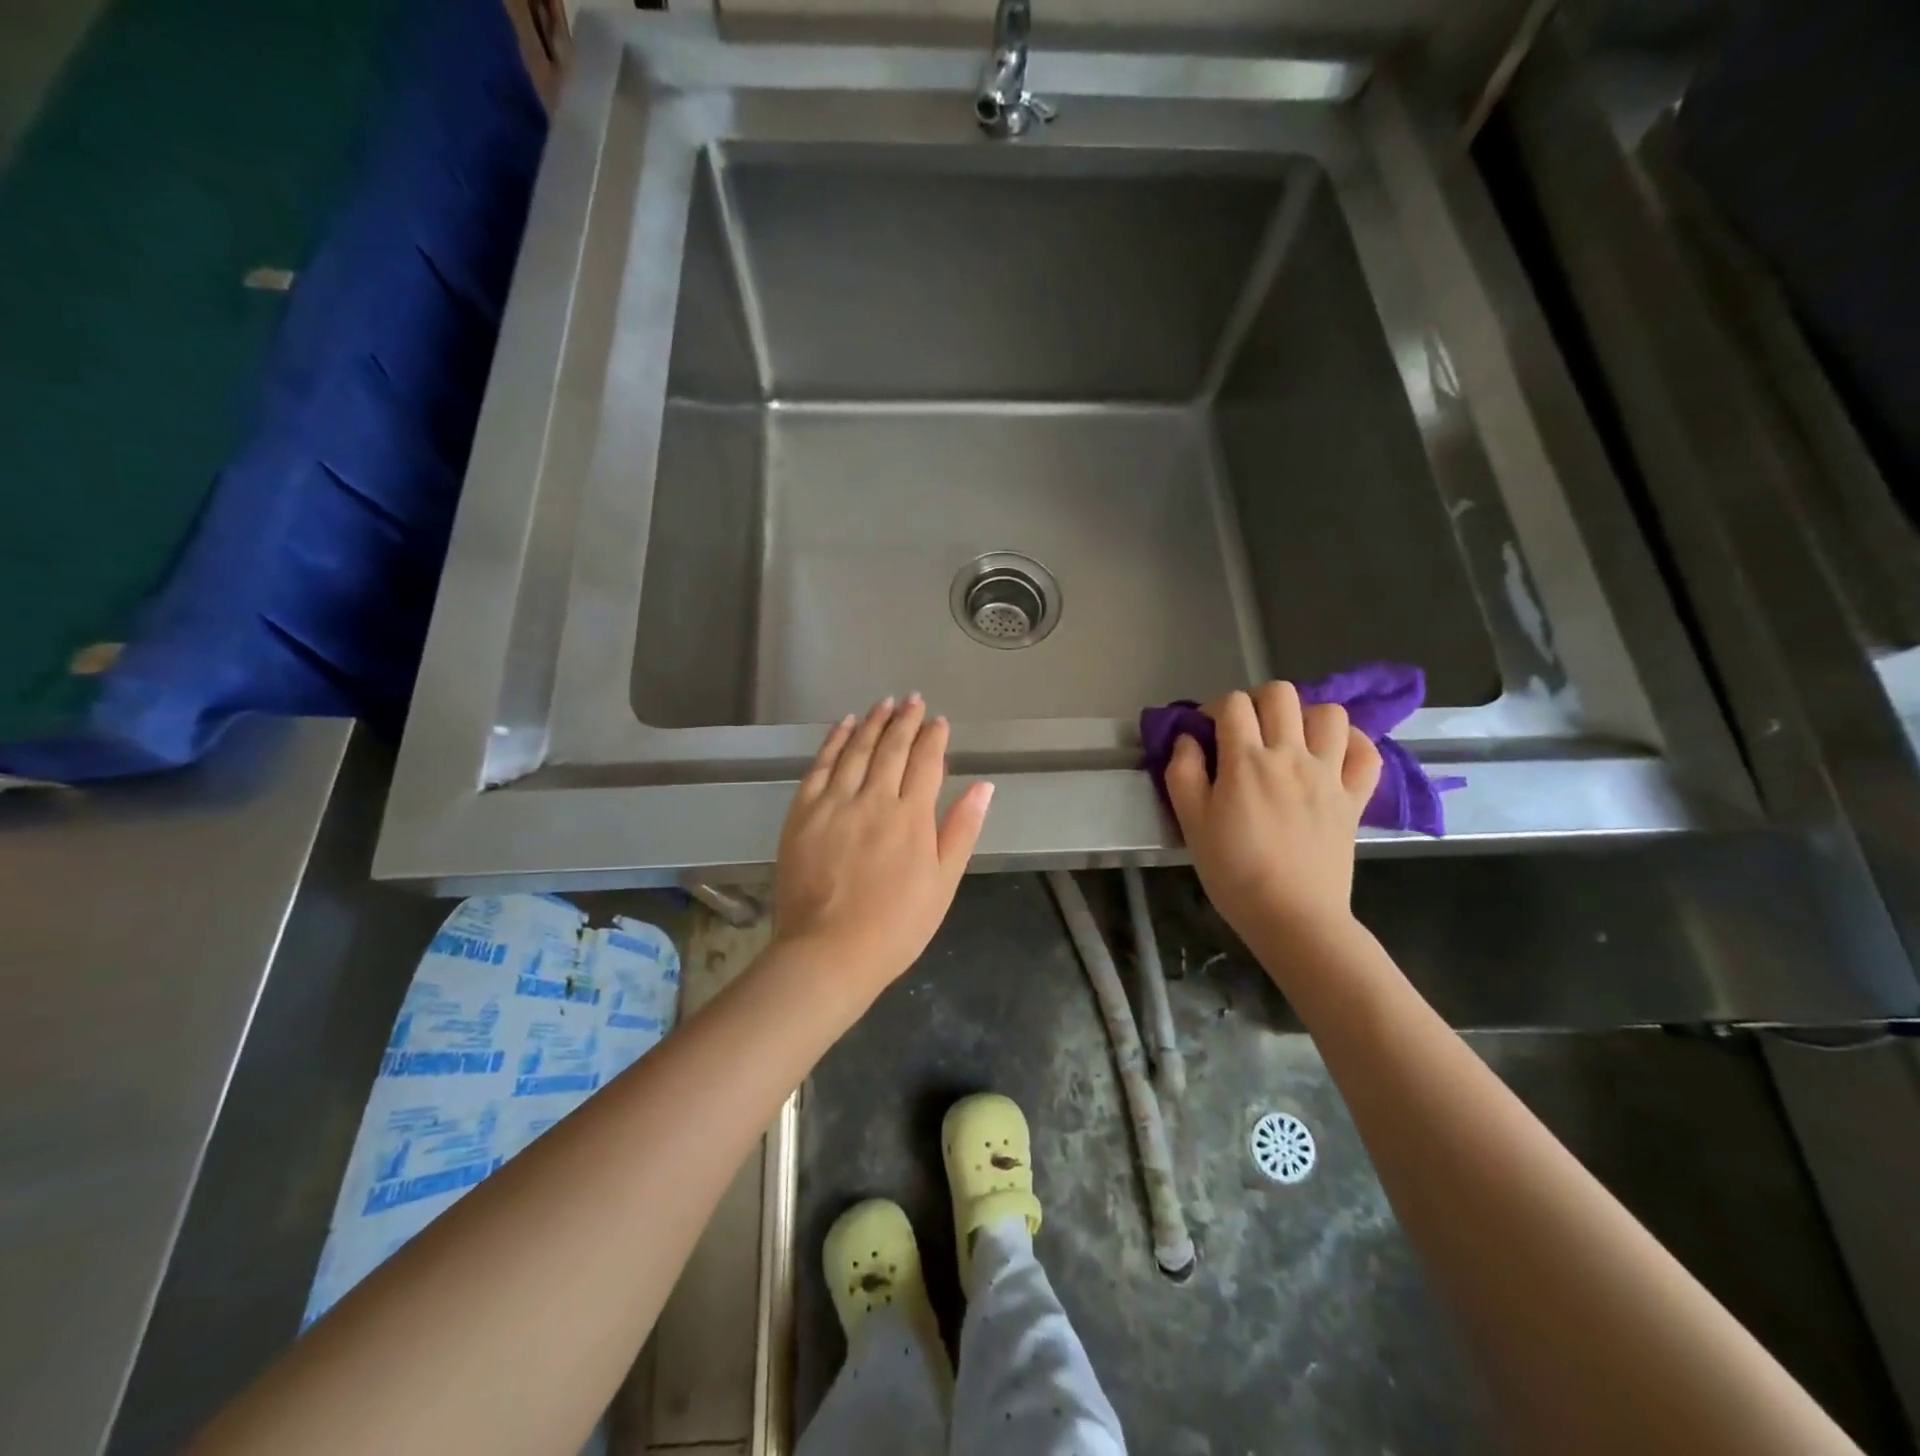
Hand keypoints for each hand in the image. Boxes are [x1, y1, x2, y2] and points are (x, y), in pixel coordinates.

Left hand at [773, 696, 993, 996]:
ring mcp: (835, 803)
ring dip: (872, 722)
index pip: (927, 763)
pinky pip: (820, 766)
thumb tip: (984, 786)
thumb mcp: (943, 883)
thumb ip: (962, 830)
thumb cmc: (897, 925)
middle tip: (913, 700)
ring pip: (856, 749)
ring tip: (883, 703)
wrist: (829, 952)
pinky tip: (843, 726)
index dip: (934, 738)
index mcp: (912, 817)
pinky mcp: (803, 812)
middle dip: (905, 720)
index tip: (939, 721)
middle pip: (892, 748)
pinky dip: (834, 741)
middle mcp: (874, 799)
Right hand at [1164, 682, 1381, 951]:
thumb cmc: (1234, 872)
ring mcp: (1329, 774)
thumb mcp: (1191, 823)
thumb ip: (1183, 773)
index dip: (1214, 709)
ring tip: (1289, 739)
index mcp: (1246, 761)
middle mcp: (1291, 756)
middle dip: (1256, 701)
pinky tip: (1332, 753)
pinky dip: (1351, 743)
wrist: (1292, 917)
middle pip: (1280, 694)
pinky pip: (1367, 752)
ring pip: (1329, 713)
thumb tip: (1188, 740)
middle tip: (1245, 730)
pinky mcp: (1355, 797)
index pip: (1232, 704)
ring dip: (1304, 716)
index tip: (1206, 732)